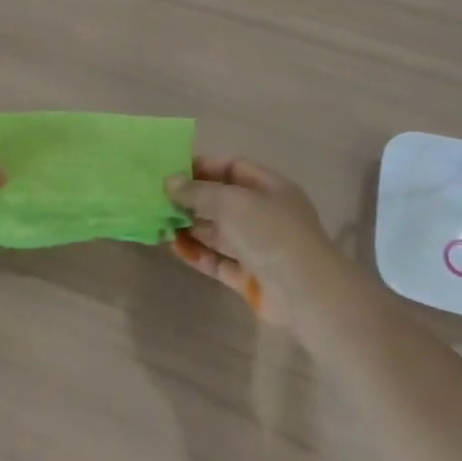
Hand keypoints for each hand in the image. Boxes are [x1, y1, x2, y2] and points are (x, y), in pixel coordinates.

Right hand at [165, 156, 334, 320]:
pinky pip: (218, 260)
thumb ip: (198, 191)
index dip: (203, 167)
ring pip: (219, 232)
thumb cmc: (269, 233)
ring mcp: (258, 247)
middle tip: (158, 199)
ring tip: (159, 222)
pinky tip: (174, 247)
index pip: (233, 168)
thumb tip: (170, 182)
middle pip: (223, 201)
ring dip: (191, 227)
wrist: (303, 292)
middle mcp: (265, 214)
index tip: (171, 171)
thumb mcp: (231, 202)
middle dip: (192, 199)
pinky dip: (198, 253)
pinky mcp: (249, 276)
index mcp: (270, 188)